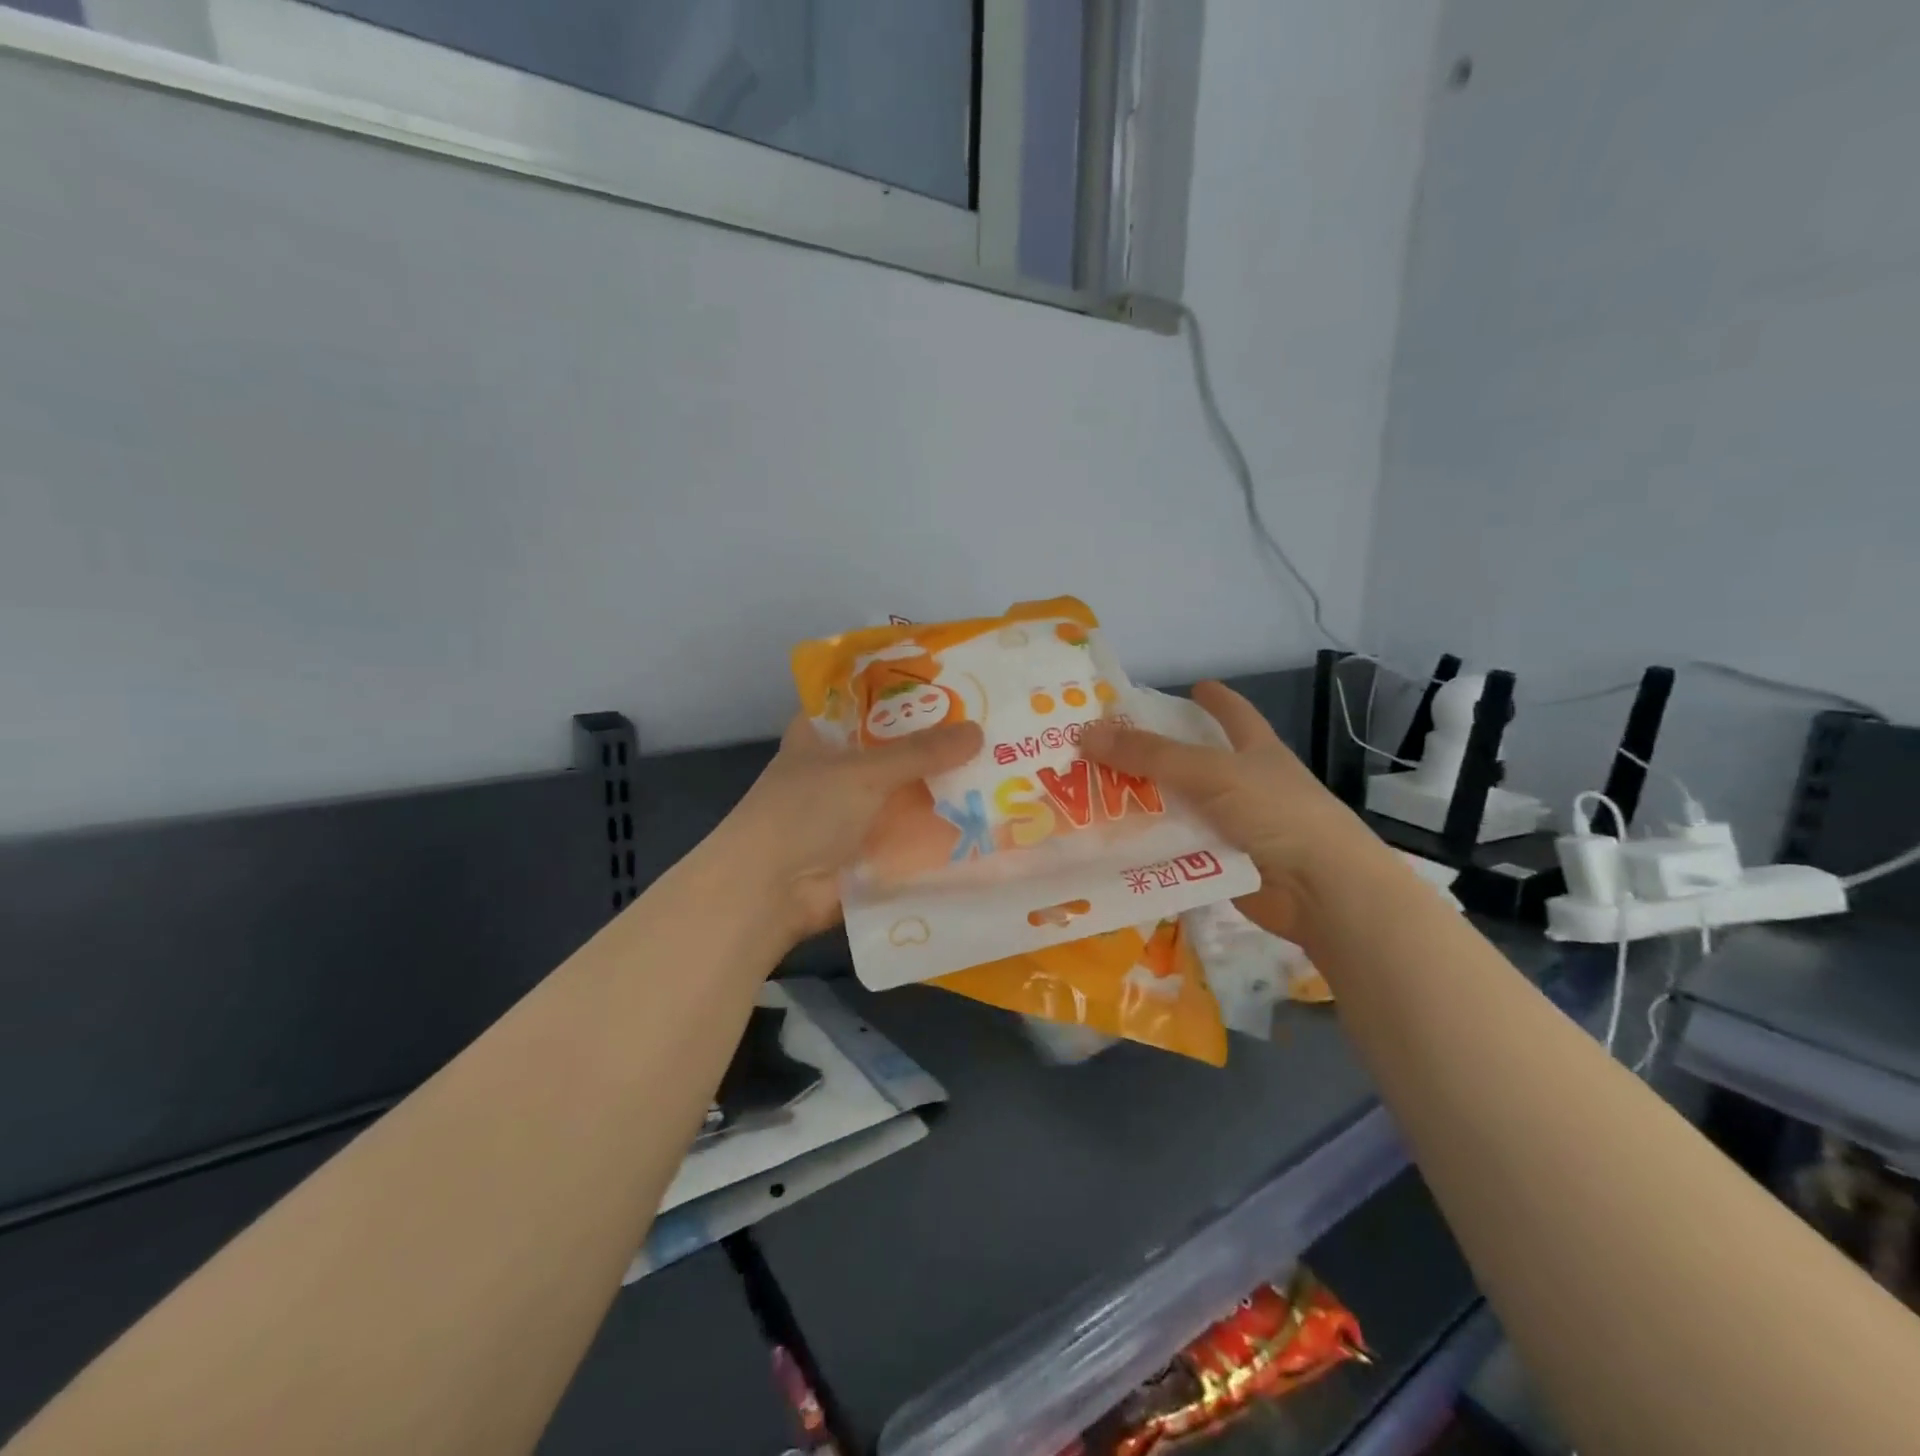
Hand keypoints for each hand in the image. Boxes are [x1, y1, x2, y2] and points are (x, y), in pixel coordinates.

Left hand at [712, 713, 983, 943]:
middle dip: (936, 742)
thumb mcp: (864, 771)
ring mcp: (854, 810)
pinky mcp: (869, 849)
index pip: (864, 699)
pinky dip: (939, 827)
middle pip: (894, 748)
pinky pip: (911, 831)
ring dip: (942, 787)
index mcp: (821, 734)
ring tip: (1001, 767)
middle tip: (991, 724)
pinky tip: (985, 817)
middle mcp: (838, 768)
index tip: (951, 681)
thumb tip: (978, 732)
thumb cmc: (805, 812)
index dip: (903, 689)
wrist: (771, 892)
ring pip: (906, 791)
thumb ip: (921, 752)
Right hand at [1079, 681, 1391, 945]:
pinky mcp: (1220, 863)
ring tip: (1090, 797)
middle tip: (1102, 749)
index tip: (1192, 686)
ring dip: (1143, 805)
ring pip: (1178, 808)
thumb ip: (1150, 754)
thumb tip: (1085, 733)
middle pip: (1192, 763)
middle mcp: (1243, 784)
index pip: (1234, 714)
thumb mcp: (1210, 772)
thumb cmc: (1275, 812)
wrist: (1320, 890)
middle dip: (1152, 756)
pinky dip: (1149, 845)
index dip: (1215, 699)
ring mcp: (1233, 825)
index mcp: (1255, 751)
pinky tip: (1111, 843)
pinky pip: (1176, 848)